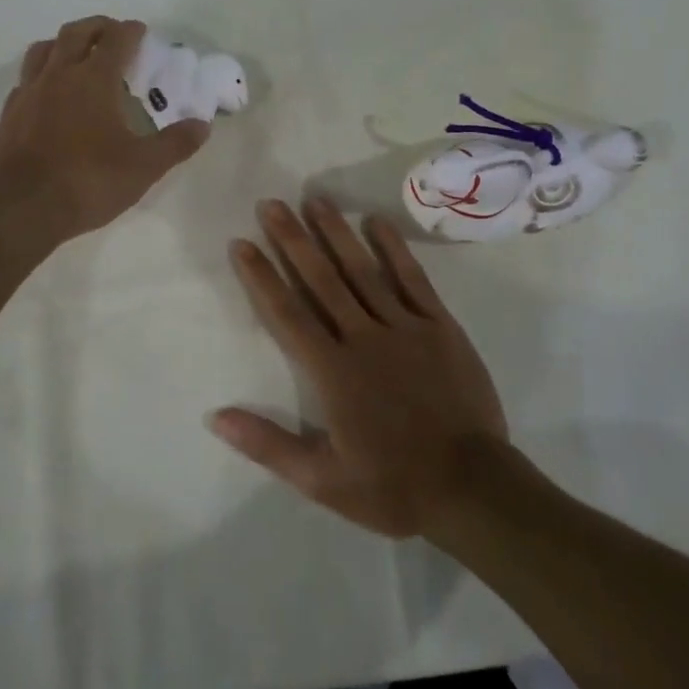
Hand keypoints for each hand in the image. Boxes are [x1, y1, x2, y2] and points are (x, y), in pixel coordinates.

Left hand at [0, 17, 210, 246]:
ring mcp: (28, 93)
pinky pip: (26, 79)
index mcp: (94, 80)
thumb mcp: (143, 168)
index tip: (141, 31)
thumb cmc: (86, 181)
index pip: (116, 40)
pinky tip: (48, 93)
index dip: (130, 31)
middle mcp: (59, 76)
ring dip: (63, 43)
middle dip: (97, 27)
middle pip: (76, 33)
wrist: (17, 209)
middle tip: (112, 34)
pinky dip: (41, 74)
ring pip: (43, 49)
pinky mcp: (8, 114)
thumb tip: (203, 126)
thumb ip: (175, 144)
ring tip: (77, 53)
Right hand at [209, 198, 509, 537]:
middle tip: (271, 204)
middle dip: (292, 239)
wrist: (472, 488)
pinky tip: (376, 221)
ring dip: (335, 233)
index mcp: (332, 371)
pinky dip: (393, 248)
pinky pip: (412, 278)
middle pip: (320, 280)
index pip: (287, 314)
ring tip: (314, 200)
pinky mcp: (439, 325)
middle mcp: (363, 337)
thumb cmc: (393, 486)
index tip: (242, 243)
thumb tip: (215, 417)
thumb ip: (268, 445)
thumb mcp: (322, 480)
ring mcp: (404, 326)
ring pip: (362, 270)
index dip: (261, 276)